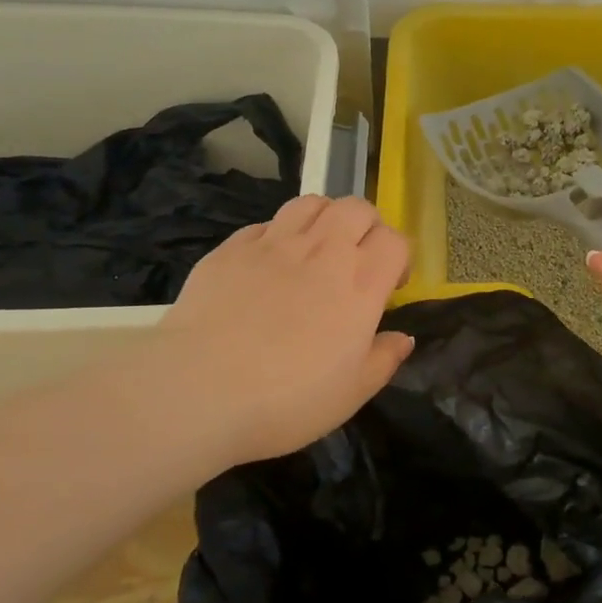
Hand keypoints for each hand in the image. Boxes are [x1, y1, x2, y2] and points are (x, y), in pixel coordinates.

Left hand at [80, 196, 412, 477]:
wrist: (198, 390)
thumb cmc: (287, 399)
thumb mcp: (351, 393)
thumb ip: (384, 359)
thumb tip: (403, 338)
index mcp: (360, 283)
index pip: (395, 241)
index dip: (399, 257)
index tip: (390, 285)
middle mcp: (323, 251)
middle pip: (357, 208)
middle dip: (367, 227)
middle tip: (357, 260)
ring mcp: (274, 243)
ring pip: (312, 203)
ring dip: (324, 219)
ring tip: (317, 249)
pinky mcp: (231, 248)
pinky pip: (265, 224)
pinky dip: (277, 236)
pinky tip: (268, 265)